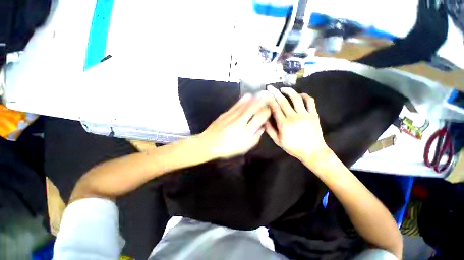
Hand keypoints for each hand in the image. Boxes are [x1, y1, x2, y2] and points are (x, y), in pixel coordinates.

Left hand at [198, 92, 271, 159]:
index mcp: (246, 132)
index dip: (266, 112)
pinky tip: (248, 96)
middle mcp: (241, 122)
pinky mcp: (225, 114)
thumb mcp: (244, 148)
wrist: (208, 144)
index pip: (260, 118)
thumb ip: (255, 138)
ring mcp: (232, 116)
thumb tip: (262, 127)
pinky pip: (236, 106)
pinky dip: (242, 100)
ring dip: (254, 99)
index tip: (270, 109)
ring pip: (245, 105)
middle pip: (253, 109)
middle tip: (268, 95)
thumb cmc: (227, 149)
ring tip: (261, 93)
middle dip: (261, 101)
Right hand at [265, 85, 327, 162]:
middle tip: (270, 87)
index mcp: (283, 123)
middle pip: (283, 101)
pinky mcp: (314, 114)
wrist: (313, 152)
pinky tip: (299, 95)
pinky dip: (304, 96)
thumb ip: (270, 130)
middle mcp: (293, 116)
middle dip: (275, 92)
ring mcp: (305, 114)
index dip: (269, 99)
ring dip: (289, 91)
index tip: (264, 94)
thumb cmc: (293, 147)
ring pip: (296, 98)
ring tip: (283, 88)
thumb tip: (264, 120)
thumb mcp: (278, 141)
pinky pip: (310, 101)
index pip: (275, 108)